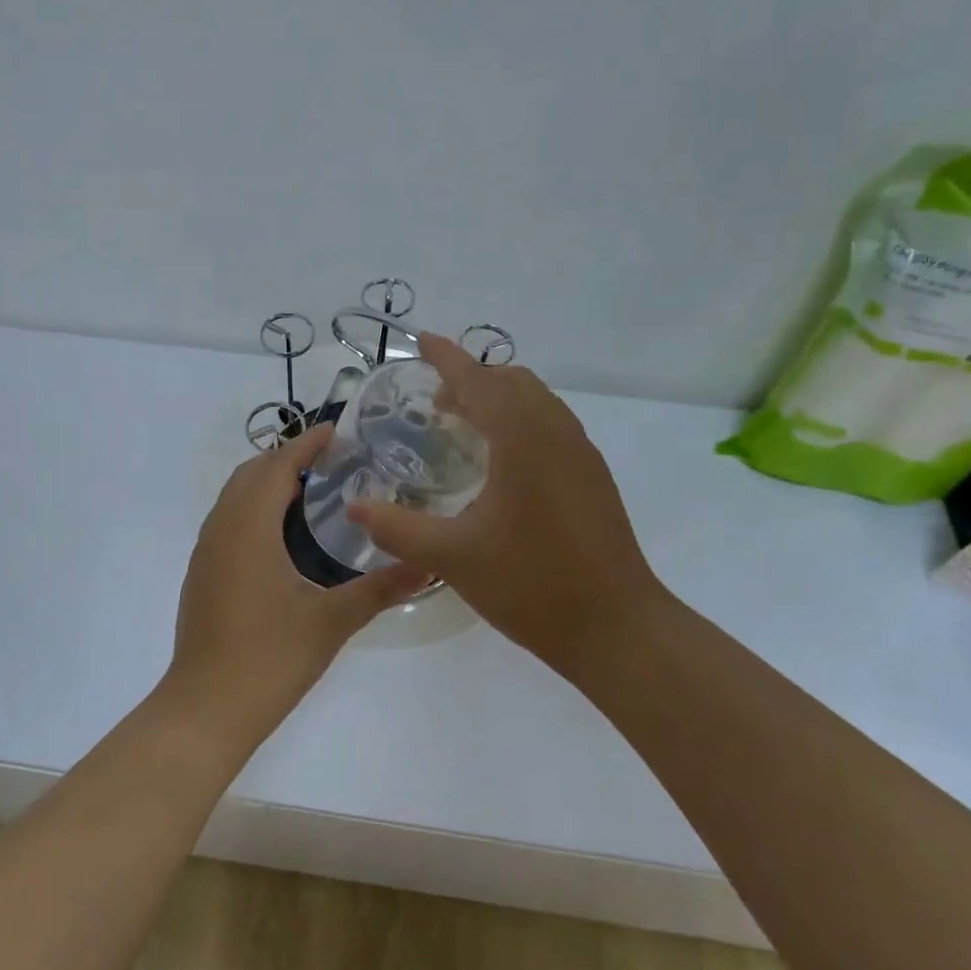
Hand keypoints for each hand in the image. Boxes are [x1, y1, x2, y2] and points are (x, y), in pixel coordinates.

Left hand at [169, 424, 428, 738]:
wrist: (206, 709)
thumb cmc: (270, 659)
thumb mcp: (332, 622)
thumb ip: (380, 589)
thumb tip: (429, 565)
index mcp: (249, 528)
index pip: (276, 466)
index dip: (306, 444)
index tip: (337, 432)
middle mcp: (221, 530)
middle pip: (250, 474)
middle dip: (287, 459)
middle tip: (332, 463)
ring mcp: (206, 553)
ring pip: (234, 497)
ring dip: (267, 484)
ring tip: (312, 493)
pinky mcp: (202, 575)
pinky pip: (227, 521)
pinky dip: (253, 510)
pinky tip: (282, 538)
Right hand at [346, 334, 665, 679]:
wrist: (615, 628)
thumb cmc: (530, 585)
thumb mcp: (451, 557)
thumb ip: (397, 527)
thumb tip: (355, 505)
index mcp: (523, 439)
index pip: (478, 381)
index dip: (447, 358)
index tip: (422, 340)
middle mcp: (557, 434)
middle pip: (512, 382)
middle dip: (472, 379)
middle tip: (435, 403)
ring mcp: (581, 455)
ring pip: (537, 402)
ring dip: (498, 400)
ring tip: (463, 427)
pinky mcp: (592, 479)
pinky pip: (551, 426)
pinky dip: (520, 421)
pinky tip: (501, 464)